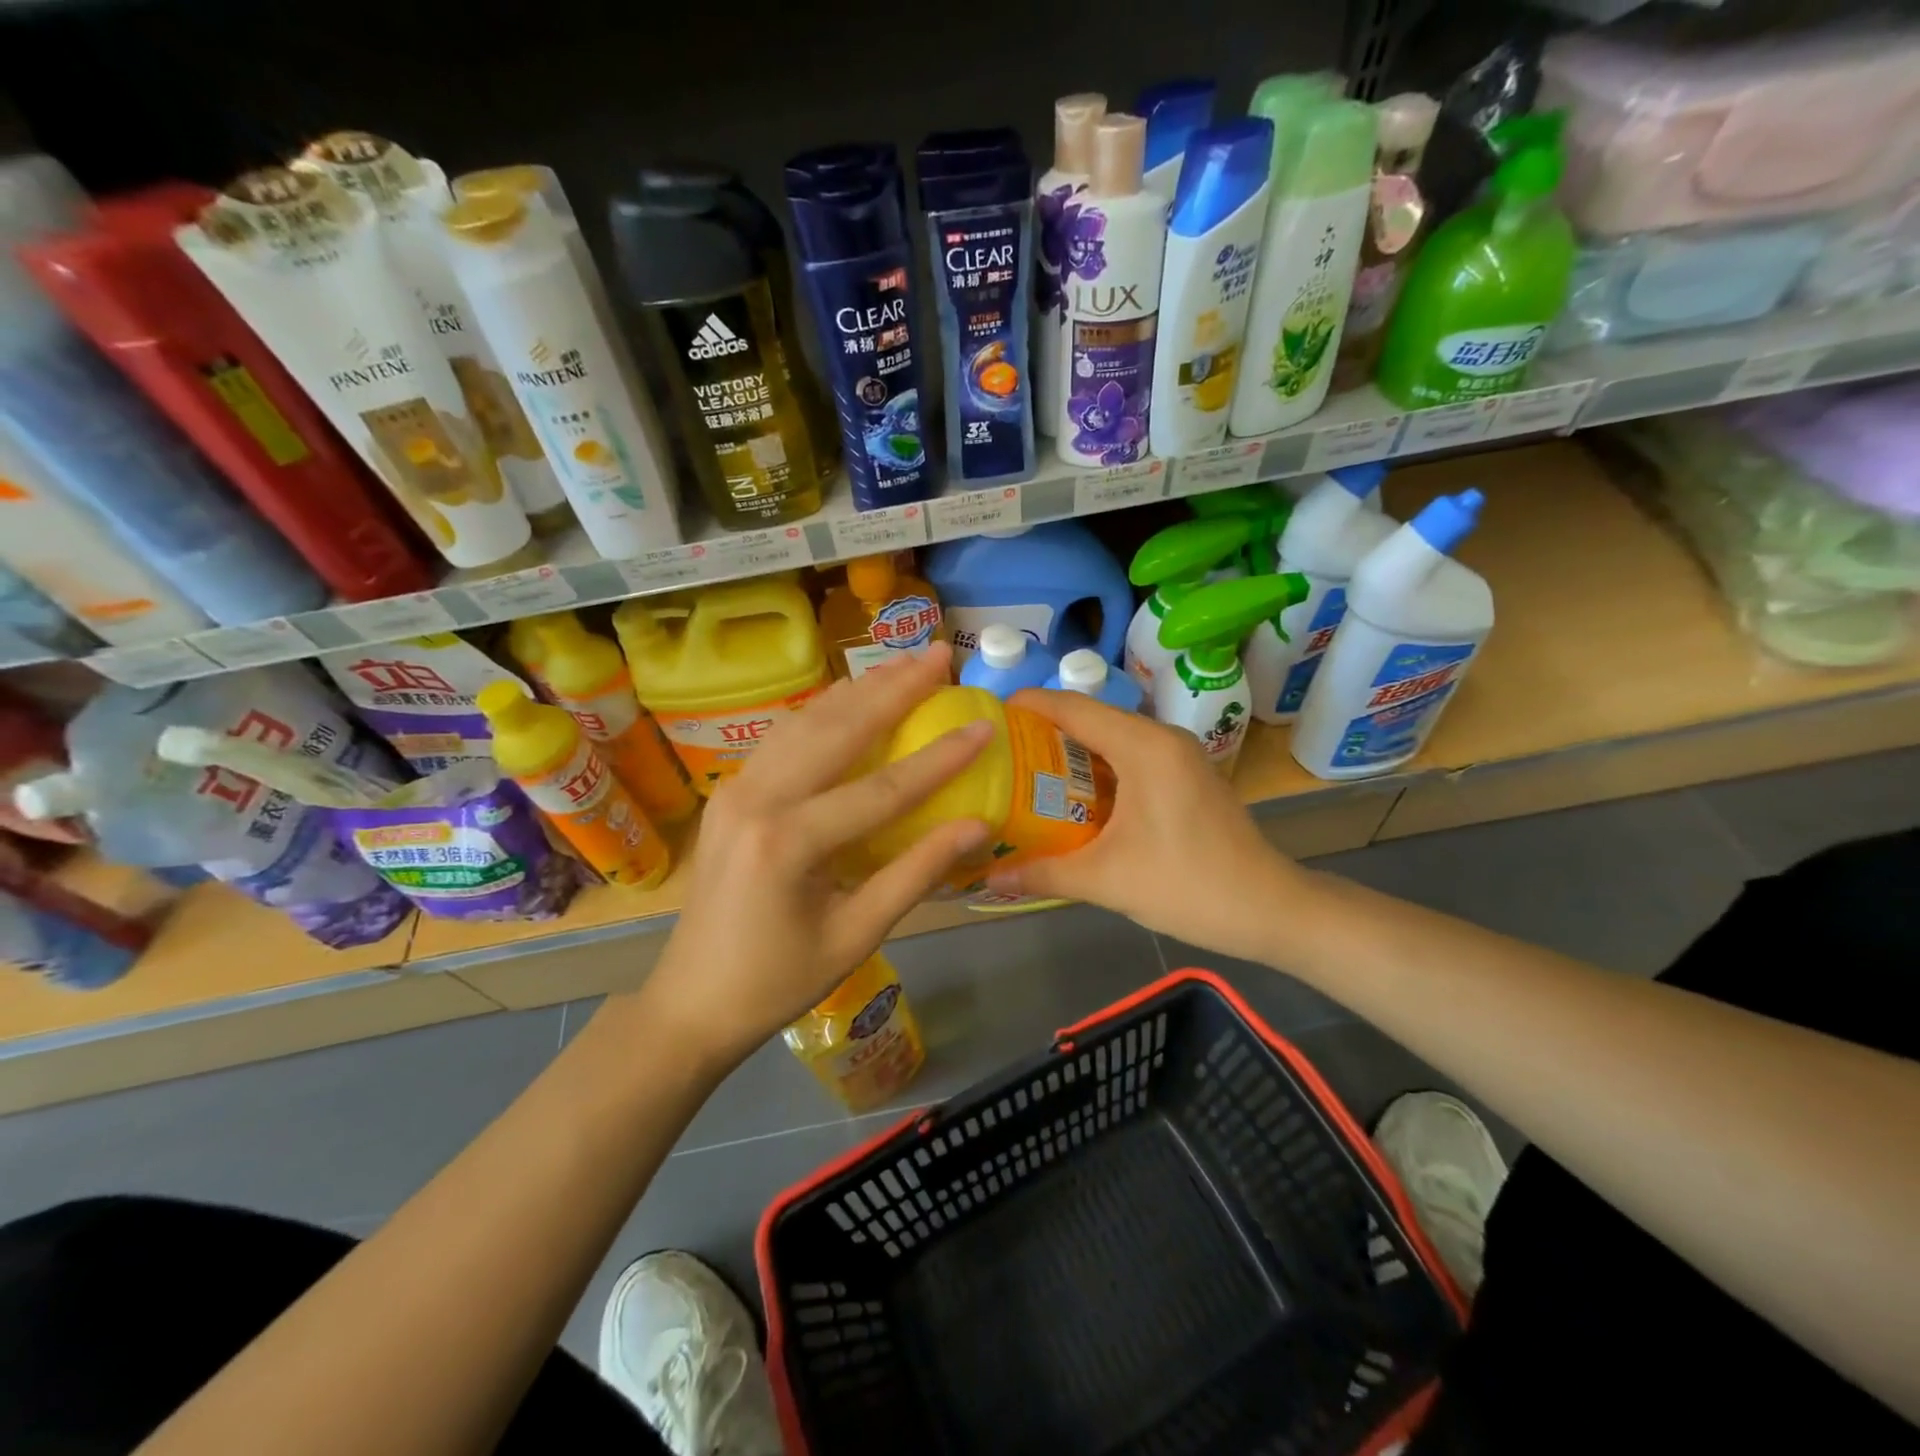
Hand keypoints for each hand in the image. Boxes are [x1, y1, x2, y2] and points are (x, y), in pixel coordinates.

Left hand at [643, 644, 989, 1071]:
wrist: (692, 1001)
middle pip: (838, 730)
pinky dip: (824, 711)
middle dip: (895, 689)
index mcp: (788, 843)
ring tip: (904, 662)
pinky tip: (851, 696)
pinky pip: (784, 738)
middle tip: (941, 654)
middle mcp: (757, 799)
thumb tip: (976, 827)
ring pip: (807, 722)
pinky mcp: (731, 791)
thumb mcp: (856, 936)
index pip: (882, 789)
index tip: (983, 726)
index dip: (939, 758)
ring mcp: (736, 789)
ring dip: (859, 689)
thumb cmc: (778, 981)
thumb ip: (916, 874)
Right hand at [985, 688, 1308, 961]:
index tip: (988, 715)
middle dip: (1043, 730)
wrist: (1270, 910)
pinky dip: (1097, 768)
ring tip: (1024, 771)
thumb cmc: (1188, 886)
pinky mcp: (1187, 775)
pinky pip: (1131, 757)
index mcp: (1143, 747)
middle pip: (1091, 718)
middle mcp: (1162, 738)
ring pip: (1112, 738)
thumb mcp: (1106, 880)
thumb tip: (989, 880)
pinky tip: (1072, 796)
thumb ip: (1043, 874)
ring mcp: (1179, 755)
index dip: (1028, 705)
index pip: (1074, 708)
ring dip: (1071, 751)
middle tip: (998, 752)